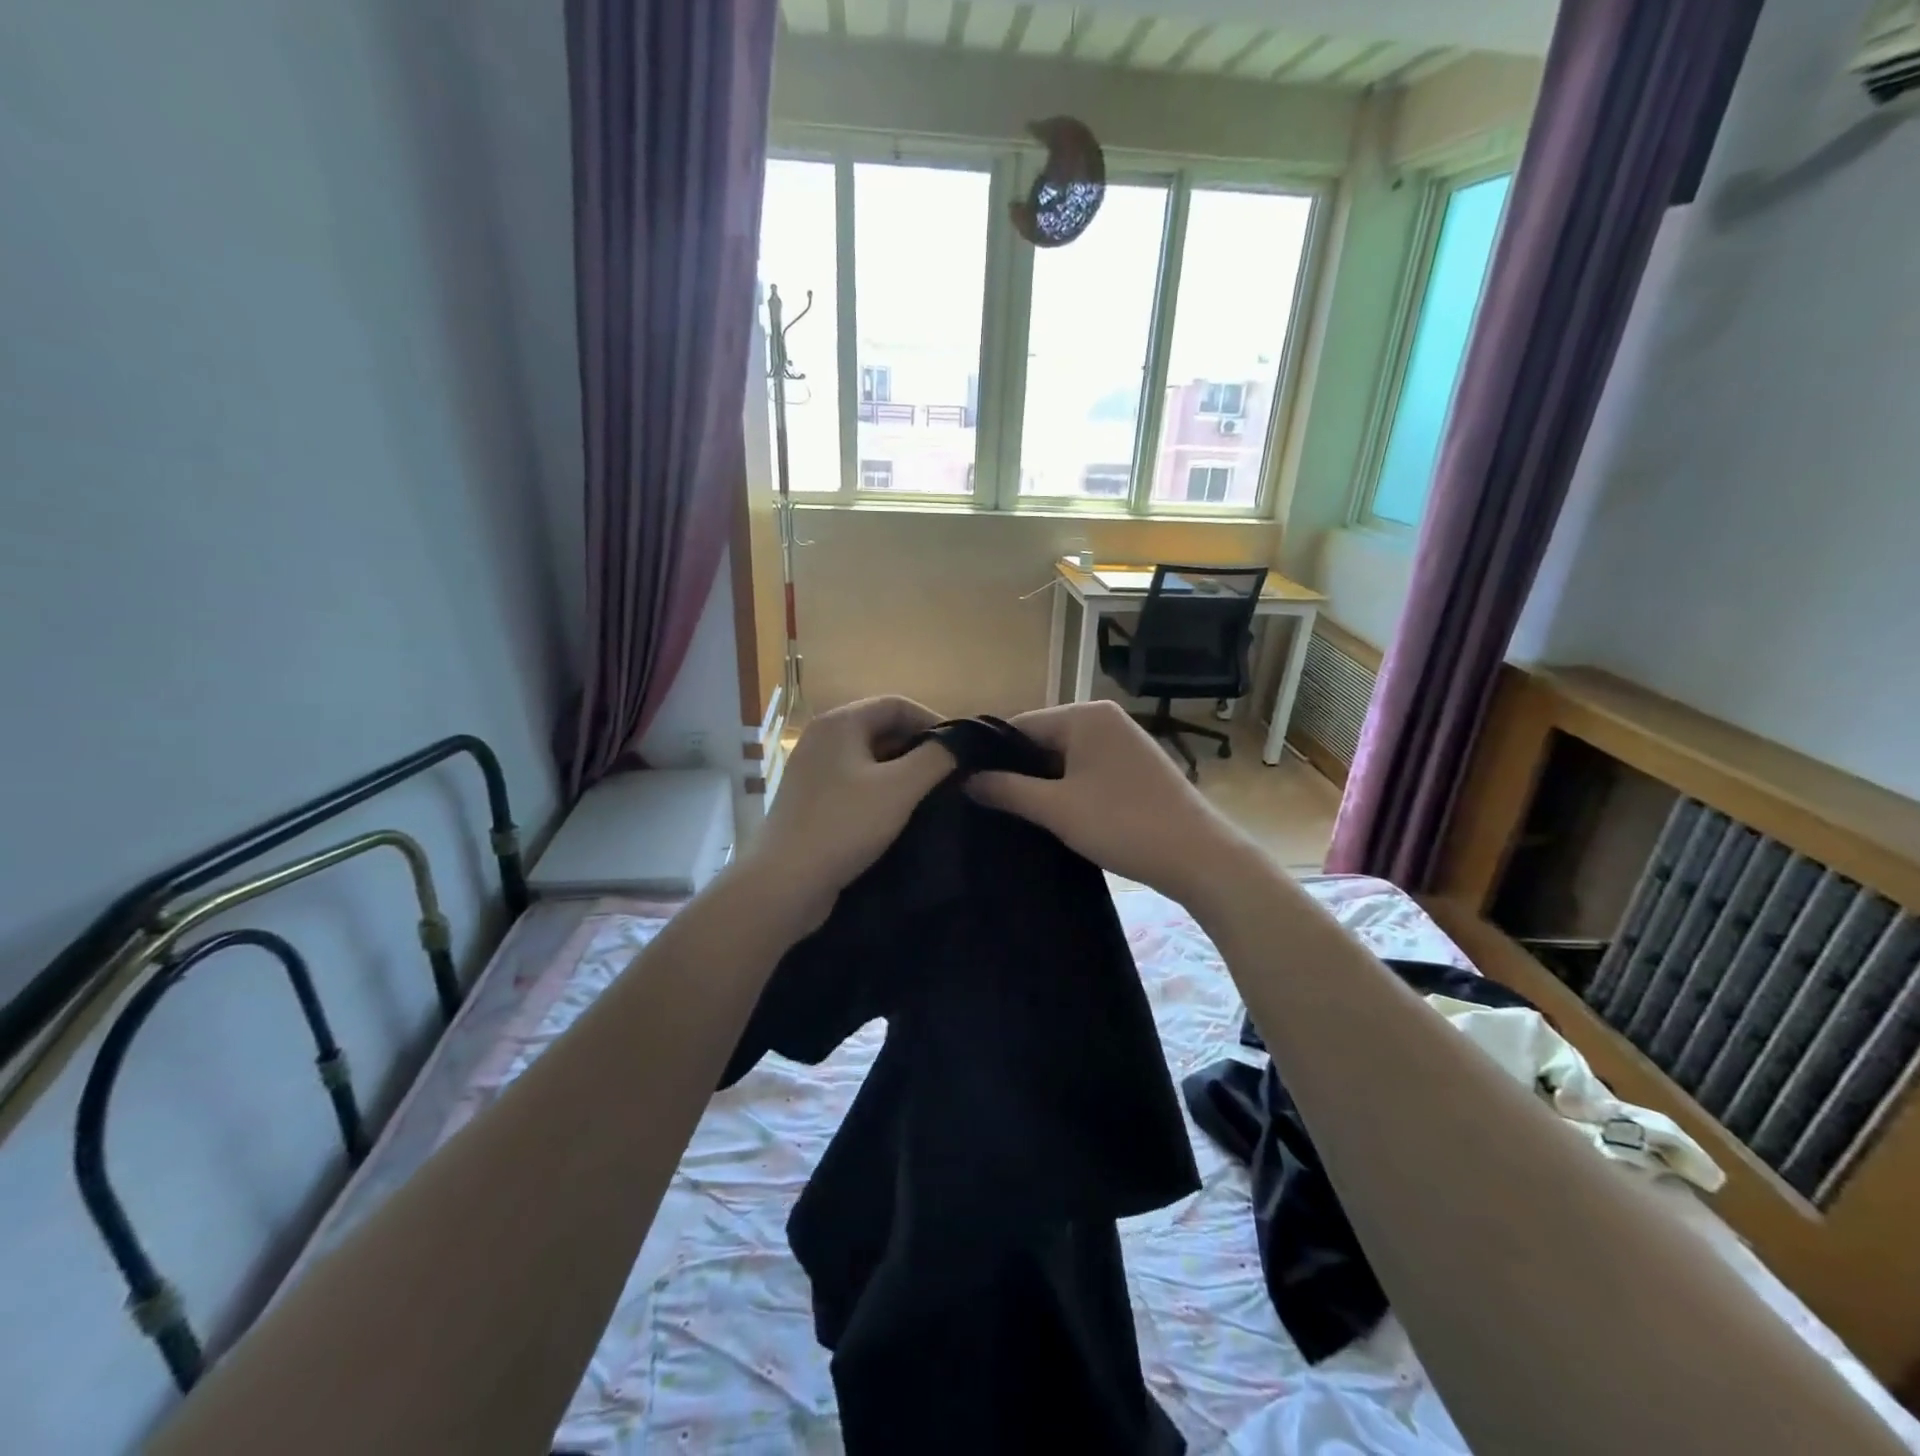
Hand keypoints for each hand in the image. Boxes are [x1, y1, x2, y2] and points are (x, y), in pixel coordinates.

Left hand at [743, 696, 954, 925]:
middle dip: (918, 748)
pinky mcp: (810, 799)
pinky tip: (898, 814)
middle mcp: (822, 738)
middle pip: (881, 728)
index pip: (897, 704)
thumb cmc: (845, 825)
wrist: (785, 882)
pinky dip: (880, 790)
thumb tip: (959, 742)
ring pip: (868, 758)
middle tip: (950, 775)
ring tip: (931, 796)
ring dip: (901, 771)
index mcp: (840, 723)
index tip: (961, 751)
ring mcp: (813, 770)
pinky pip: (854, 782)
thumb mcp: (900, 788)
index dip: (934, 721)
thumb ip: (936, 758)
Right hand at [965, 700, 1259, 908]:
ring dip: (1041, 784)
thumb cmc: (1123, 824)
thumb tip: (966, 780)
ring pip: (1063, 758)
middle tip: (985, 805)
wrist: (1199, 857)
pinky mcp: (1134, 767)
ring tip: (1012, 813)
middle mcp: (1104, 718)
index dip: (991, 756)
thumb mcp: (1056, 809)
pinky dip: (1067, 789)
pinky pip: (1086, 770)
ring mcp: (1123, 742)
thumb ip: (1007, 790)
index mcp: (1085, 715)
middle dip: (1017, 772)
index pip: (1019, 726)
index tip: (965, 786)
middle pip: (1042, 740)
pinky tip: (1051, 815)